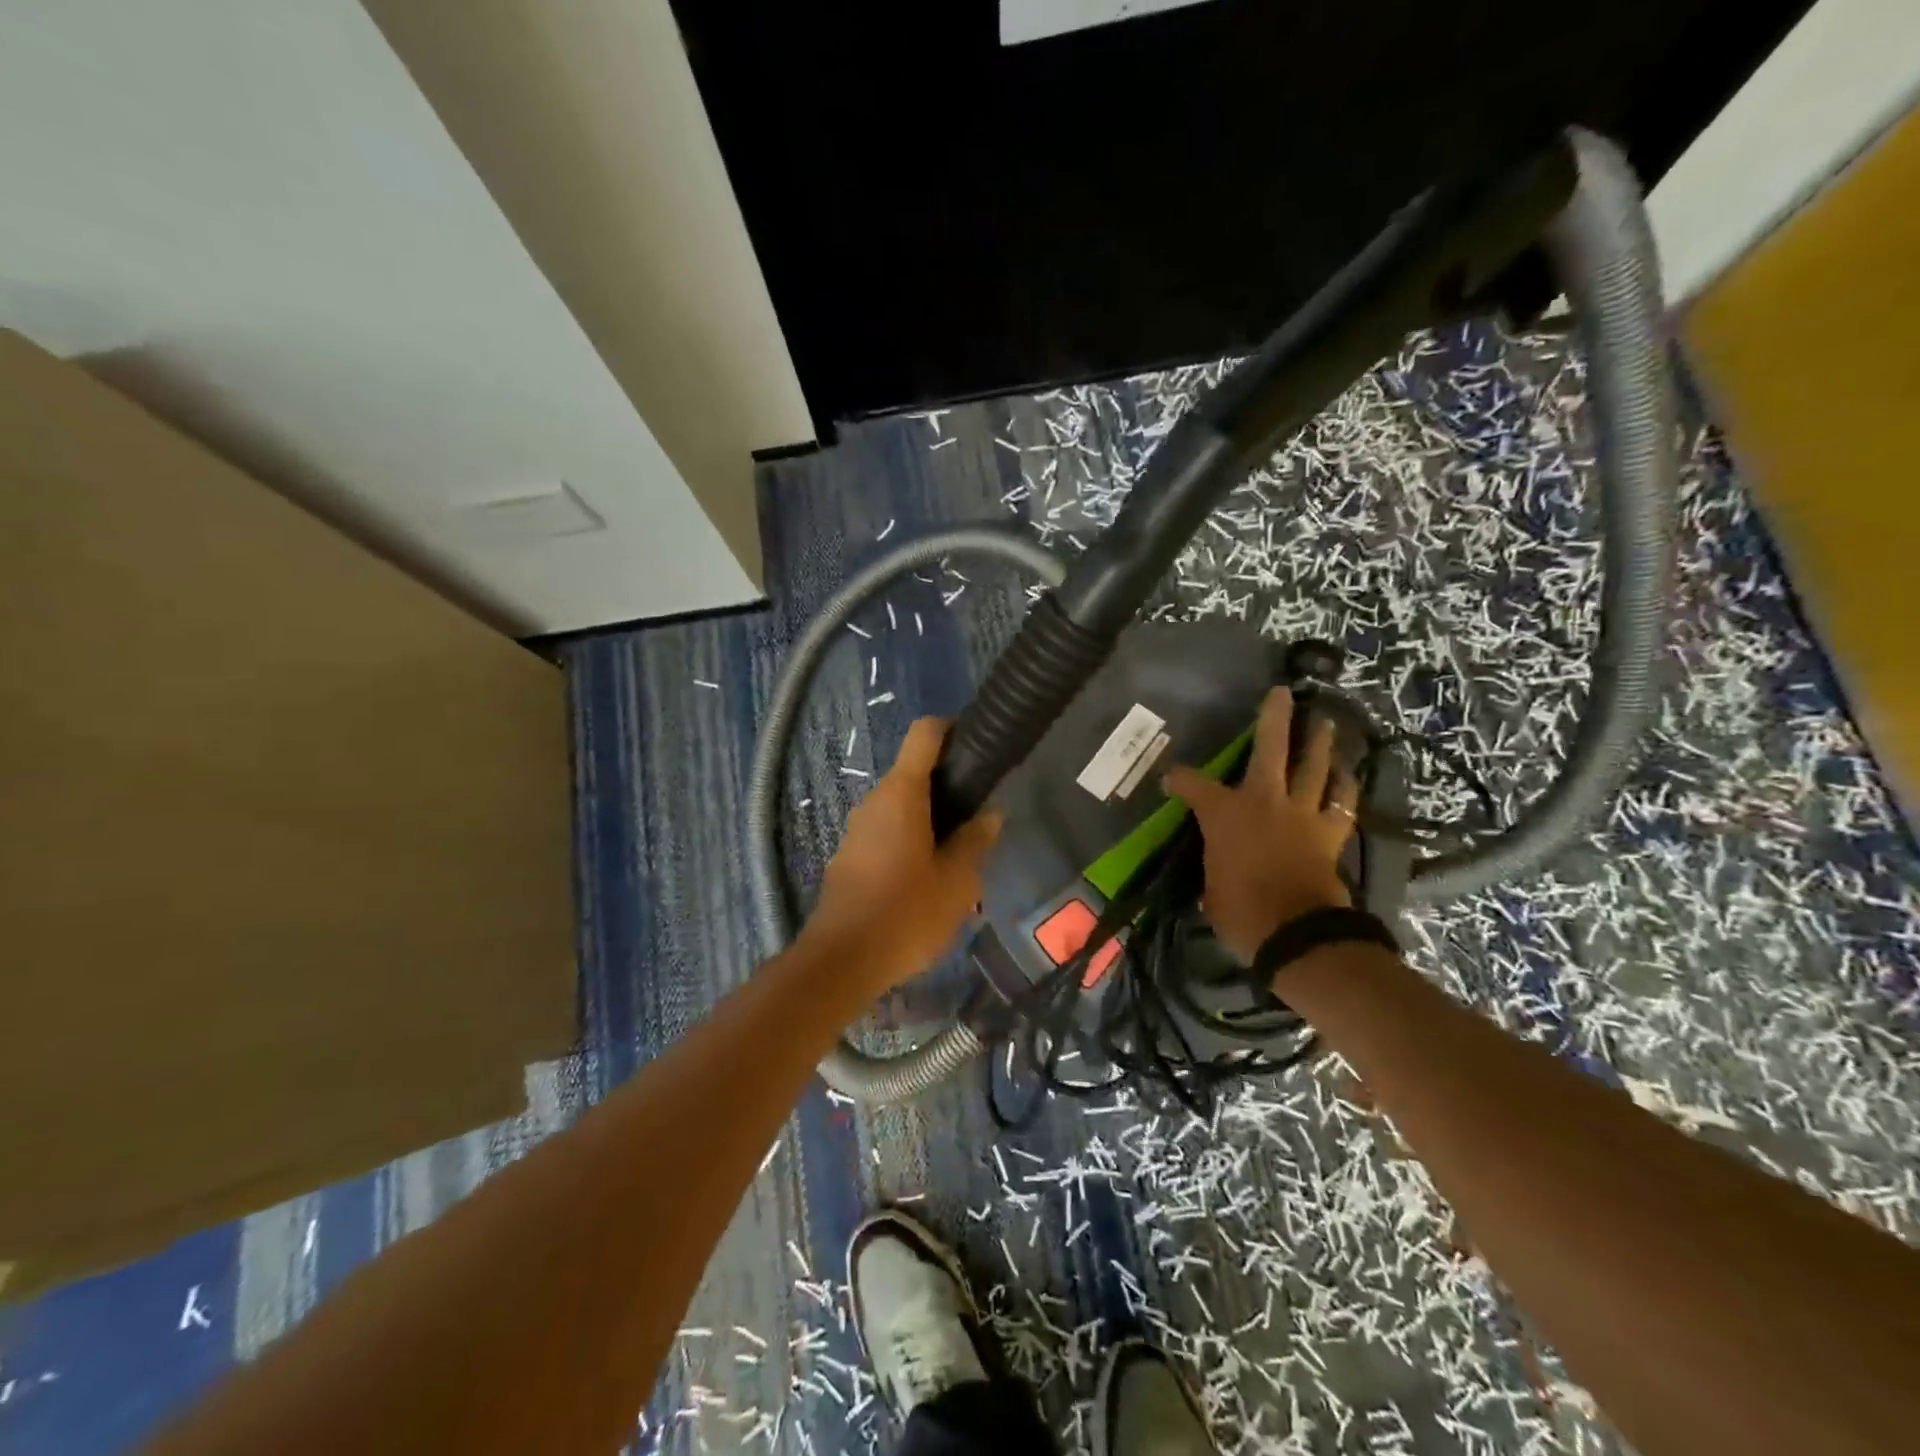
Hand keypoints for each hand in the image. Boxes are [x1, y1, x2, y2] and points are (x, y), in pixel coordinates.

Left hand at [803, 717, 1002, 990]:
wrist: (842, 961)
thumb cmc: (906, 915)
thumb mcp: (957, 881)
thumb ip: (976, 841)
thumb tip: (991, 813)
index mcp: (902, 795)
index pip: (924, 734)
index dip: (951, 729)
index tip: (977, 745)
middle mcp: (874, 801)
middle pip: (913, 772)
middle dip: (948, 786)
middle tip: (979, 816)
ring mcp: (857, 829)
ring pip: (900, 807)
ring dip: (929, 819)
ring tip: (959, 853)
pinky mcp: (849, 856)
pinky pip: (885, 832)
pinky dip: (909, 840)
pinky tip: (927, 877)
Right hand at [1163, 687, 1357, 963]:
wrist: (1295, 932)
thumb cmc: (1240, 911)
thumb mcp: (1210, 886)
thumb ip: (1215, 864)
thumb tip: (1218, 866)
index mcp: (1224, 813)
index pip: (1192, 785)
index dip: (1178, 779)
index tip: (1169, 780)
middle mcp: (1264, 801)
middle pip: (1271, 749)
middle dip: (1275, 719)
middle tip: (1282, 694)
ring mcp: (1302, 813)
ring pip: (1314, 767)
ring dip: (1320, 743)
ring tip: (1325, 723)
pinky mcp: (1330, 833)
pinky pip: (1343, 802)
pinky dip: (1345, 787)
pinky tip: (1348, 775)